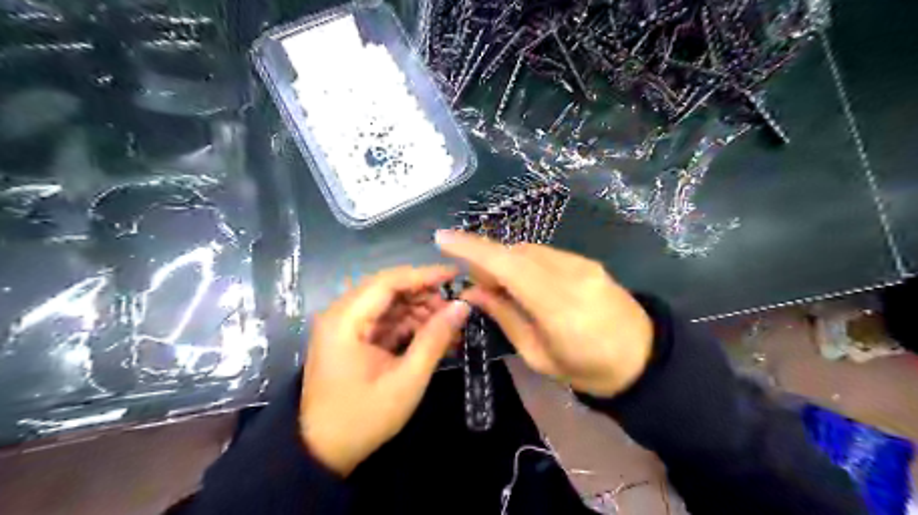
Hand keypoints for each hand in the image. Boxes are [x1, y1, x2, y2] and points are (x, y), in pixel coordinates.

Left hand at [304, 267, 472, 475]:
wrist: (323, 453)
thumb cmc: (363, 418)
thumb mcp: (406, 380)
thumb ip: (435, 339)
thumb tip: (462, 306)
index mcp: (345, 320)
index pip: (389, 281)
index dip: (424, 275)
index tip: (456, 275)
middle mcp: (341, 314)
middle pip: (388, 289)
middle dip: (424, 295)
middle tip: (455, 309)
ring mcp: (345, 326)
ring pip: (388, 304)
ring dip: (419, 311)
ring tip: (448, 327)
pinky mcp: (352, 338)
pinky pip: (384, 321)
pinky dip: (408, 325)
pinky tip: (432, 335)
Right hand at [436, 231, 652, 395]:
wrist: (644, 358)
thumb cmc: (588, 370)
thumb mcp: (539, 356)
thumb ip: (505, 317)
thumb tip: (472, 292)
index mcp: (558, 308)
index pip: (508, 266)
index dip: (473, 249)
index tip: (442, 239)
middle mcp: (571, 276)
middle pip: (515, 253)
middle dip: (485, 258)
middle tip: (471, 280)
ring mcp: (583, 264)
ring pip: (529, 250)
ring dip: (504, 261)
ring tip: (496, 284)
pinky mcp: (588, 261)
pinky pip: (544, 254)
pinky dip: (523, 262)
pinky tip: (522, 281)